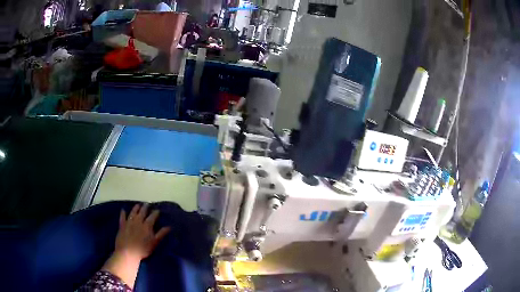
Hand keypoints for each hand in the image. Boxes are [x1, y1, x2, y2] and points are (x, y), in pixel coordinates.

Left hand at [115, 203, 170, 259]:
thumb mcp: (154, 242)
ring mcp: (129, 222)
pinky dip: (123, 213)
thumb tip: (169, 226)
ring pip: (133, 212)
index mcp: (147, 225)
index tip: (157, 210)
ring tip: (138, 205)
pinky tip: (123, 210)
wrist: (128, 252)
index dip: (155, 213)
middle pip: (142, 212)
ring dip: (136, 208)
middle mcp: (138, 221)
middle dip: (145, 207)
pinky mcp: (122, 225)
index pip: (152, 217)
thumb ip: (161, 234)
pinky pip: (122, 217)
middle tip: (147, 204)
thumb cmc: (143, 249)